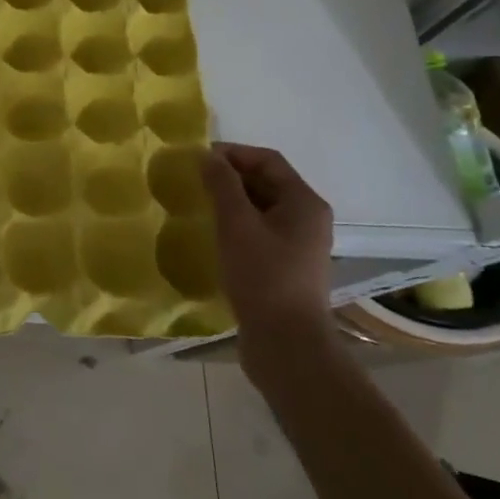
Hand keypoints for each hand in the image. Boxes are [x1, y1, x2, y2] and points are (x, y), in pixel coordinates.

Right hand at [202, 143, 336, 377]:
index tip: (197, 159)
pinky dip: (236, 225)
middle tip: (193, 181)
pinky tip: (212, 235)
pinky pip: (258, 231)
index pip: (267, 160)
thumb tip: (208, 156)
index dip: (232, 153)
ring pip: (260, 208)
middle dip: (229, 177)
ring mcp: (297, 245)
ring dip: (230, 201)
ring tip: (198, 205)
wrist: (286, 345)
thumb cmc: (263, 277)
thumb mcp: (237, 225)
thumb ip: (222, 185)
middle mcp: (306, 219)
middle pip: (266, 182)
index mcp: (304, 202)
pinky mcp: (285, 266)